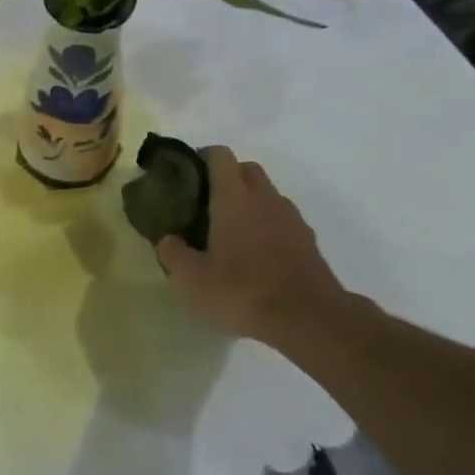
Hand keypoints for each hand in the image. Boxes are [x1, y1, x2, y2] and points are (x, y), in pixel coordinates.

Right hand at [155, 146, 349, 346]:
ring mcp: (291, 217)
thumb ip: (172, 253)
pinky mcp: (307, 239)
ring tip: (229, 231)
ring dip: (248, 201)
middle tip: (205, 203)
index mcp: (234, 198)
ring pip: (267, 193)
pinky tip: (255, 253)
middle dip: (226, 177)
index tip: (186, 176)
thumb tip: (167, 238)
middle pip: (246, 168)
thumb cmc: (242, 290)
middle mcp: (264, 198)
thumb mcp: (191, 279)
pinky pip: (282, 218)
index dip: (201, 158)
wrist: (308, 318)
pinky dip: (267, 224)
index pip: (220, 155)